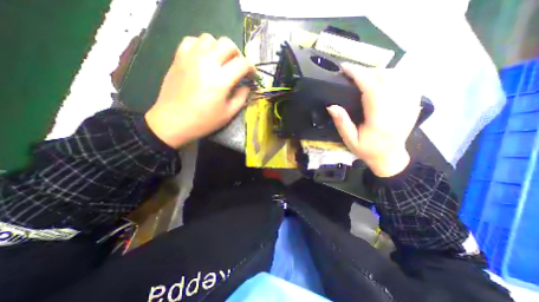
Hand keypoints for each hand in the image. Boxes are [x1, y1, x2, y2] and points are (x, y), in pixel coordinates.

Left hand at [144, 33, 254, 148]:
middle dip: (238, 55)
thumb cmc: (204, 121)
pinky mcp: (179, 58)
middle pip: (228, 44)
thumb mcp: (228, 113)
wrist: (173, 121)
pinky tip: (204, 59)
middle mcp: (207, 63)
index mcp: (221, 79)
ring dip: (220, 49)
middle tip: (238, 68)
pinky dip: (202, 46)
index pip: (242, 64)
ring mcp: (191, 58)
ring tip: (221, 63)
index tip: (252, 76)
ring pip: (210, 39)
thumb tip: (246, 86)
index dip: (251, 68)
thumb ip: (241, 97)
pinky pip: (192, 41)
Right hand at [327, 64, 422, 176]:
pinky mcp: (412, 105)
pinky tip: (383, 81)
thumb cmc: (367, 151)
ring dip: (379, 72)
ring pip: (398, 77)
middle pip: (385, 78)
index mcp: (379, 120)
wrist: (390, 158)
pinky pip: (408, 81)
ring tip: (365, 77)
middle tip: (352, 74)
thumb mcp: (349, 140)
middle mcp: (397, 110)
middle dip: (367, 71)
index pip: (371, 89)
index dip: (358, 74)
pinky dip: (394, 76)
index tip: (345, 67)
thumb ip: (342, 123)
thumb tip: (331, 105)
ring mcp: (408, 106)